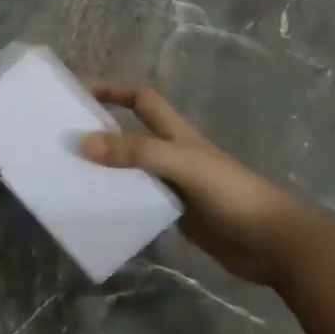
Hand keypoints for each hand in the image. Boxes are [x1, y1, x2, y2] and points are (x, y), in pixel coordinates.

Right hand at [80, 82, 321, 287]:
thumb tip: (82, 142)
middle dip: (100, 131)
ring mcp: (175, 187)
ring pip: (132, 171)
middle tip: (61, 139)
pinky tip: (97, 212)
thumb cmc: (231, 194)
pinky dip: (118, 203)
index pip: (141, 99)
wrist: (273, 243)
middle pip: (131, 135)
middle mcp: (173, 155)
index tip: (79, 92)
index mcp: (177, 134)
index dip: (113, 90)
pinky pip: (139, 203)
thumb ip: (136, 153)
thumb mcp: (182, 165)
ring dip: (106, 171)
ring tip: (68, 177)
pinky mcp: (177, 216)